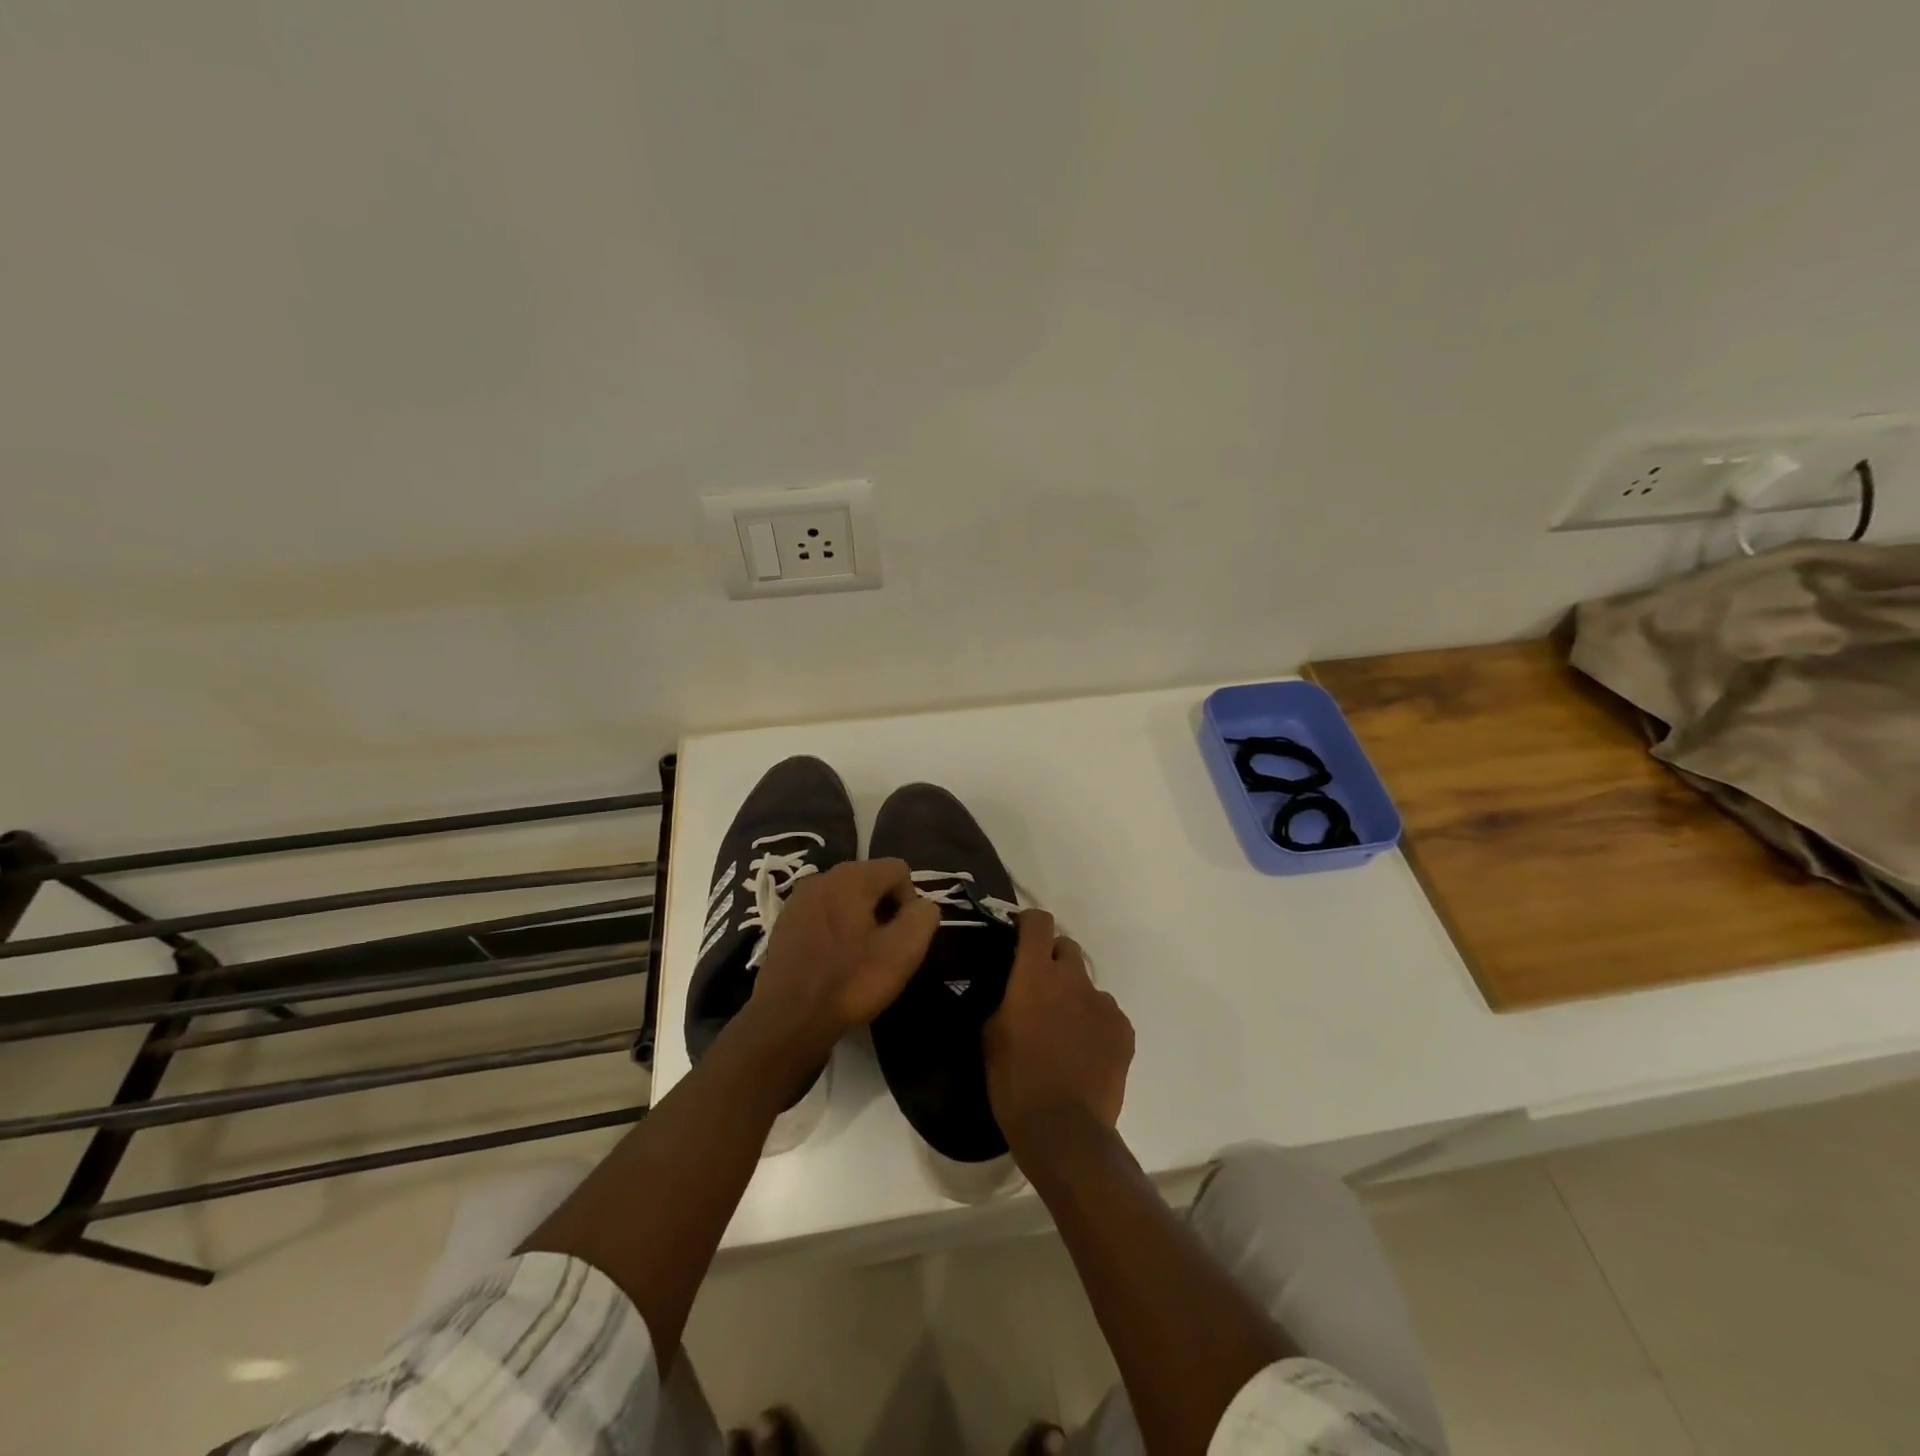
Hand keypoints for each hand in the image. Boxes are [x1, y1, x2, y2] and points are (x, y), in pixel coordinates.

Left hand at [750, 858, 939, 1057]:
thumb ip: (923, 916)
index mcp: (851, 877)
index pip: (898, 870)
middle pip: (871, 880)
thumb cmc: (850, 982)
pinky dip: (835, 930)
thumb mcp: (903, 951)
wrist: (787, 1020)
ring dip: (859, 920)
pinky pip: (823, 915)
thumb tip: (922, 905)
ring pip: (845, 898)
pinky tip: (832, 962)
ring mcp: (798, 900)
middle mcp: (821, 877)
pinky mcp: (784, 923)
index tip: (902, 936)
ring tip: (858, 957)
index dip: (910, 901)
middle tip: (884, 949)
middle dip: (884, 909)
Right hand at [985, 910, 1133, 1154]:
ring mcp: (1103, 1003)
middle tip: (1041, 991)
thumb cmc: (1015, 1082)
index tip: (1020, 938)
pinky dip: (1095, 1024)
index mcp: (1034, 975)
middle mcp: (1072, 978)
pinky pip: (1107, 1013)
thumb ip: (1007, 1000)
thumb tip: (1016, 991)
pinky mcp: (1124, 1029)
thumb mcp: (991, 1036)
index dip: (1029, 924)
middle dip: (1053, 960)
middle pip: (1067, 947)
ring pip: (1087, 984)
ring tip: (1065, 1032)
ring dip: (1075, 996)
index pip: (1038, 922)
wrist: (1064, 1131)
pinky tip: (1085, 1053)